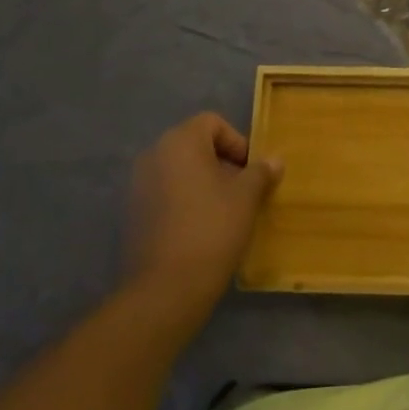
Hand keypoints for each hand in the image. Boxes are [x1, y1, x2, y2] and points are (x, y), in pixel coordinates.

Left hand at [123, 113, 282, 330]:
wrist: (167, 287)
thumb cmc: (213, 228)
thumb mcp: (247, 197)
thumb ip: (261, 172)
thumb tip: (274, 160)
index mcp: (180, 142)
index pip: (212, 122)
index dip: (237, 142)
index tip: (250, 171)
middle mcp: (154, 155)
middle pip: (195, 145)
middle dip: (222, 163)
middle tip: (243, 191)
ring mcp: (139, 185)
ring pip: (180, 170)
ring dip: (204, 182)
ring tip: (225, 211)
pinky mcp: (134, 212)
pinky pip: (166, 193)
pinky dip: (185, 201)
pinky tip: (202, 228)